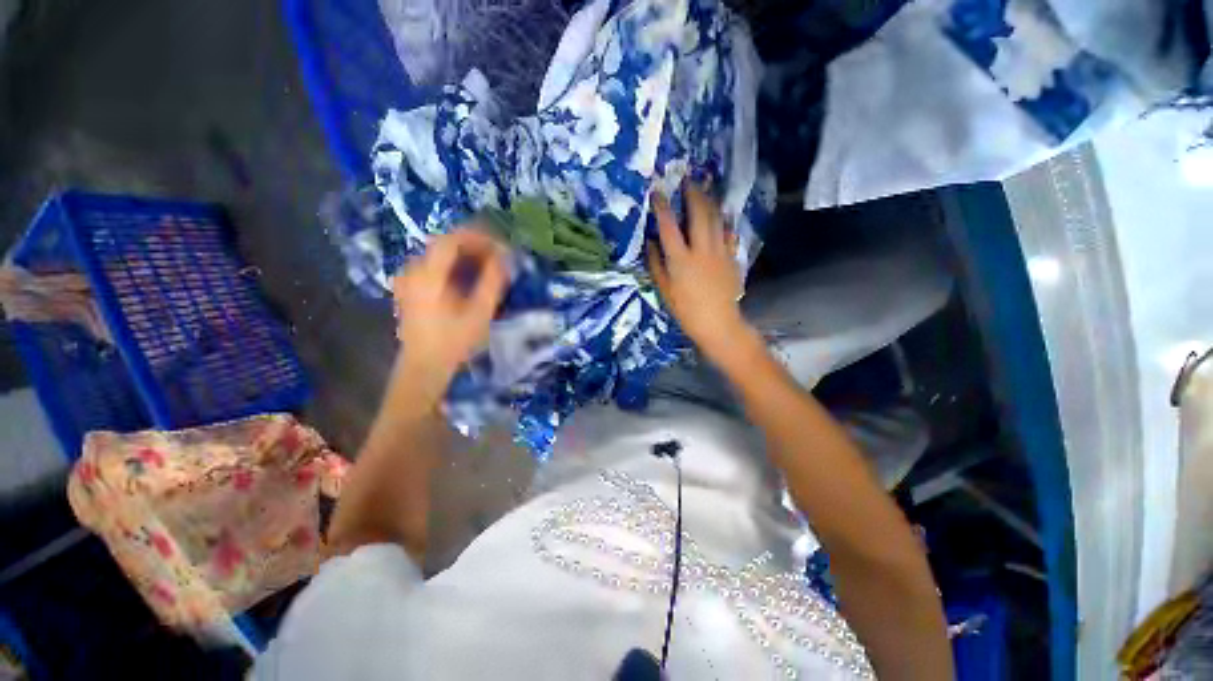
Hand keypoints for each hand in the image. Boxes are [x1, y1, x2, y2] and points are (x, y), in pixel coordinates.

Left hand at [391, 228, 507, 392]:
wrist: (424, 366)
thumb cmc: (454, 342)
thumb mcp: (479, 312)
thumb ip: (492, 281)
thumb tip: (505, 257)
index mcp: (428, 275)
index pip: (453, 239)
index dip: (479, 237)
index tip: (501, 245)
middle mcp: (413, 270)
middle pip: (445, 243)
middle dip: (475, 245)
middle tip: (499, 255)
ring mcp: (408, 278)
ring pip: (440, 254)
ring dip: (466, 254)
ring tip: (489, 265)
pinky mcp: (410, 288)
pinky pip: (434, 265)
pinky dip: (454, 265)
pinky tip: (469, 277)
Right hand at [647, 185, 758, 365]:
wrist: (718, 323)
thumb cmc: (686, 310)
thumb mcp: (664, 290)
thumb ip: (656, 264)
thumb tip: (650, 242)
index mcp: (681, 259)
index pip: (668, 227)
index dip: (662, 207)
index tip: (657, 192)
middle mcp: (701, 250)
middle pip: (698, 214)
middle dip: (692, 194)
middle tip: (688, 181)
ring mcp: (719, 252)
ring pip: (716, 219)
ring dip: (709, 202)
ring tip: (704, 190)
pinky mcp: (731, 257)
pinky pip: (728, 233)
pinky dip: (723, 222)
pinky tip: (720, 216)